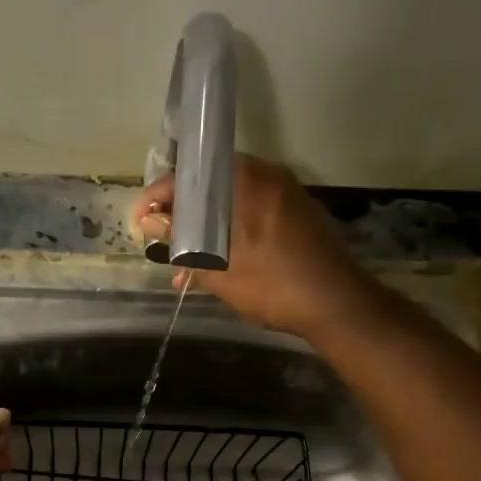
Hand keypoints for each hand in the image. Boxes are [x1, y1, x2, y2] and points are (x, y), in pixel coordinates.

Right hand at [134, 154, 379, 338]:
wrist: (339, 305)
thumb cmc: (274, 283)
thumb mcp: (218, 267)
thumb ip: (181, 240)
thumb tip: (149, 221)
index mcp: (247, 180)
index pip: (190, 175)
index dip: (159, 197)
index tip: (141, 221)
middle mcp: (268, 177)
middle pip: (211, 189)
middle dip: (182, 218)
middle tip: (162, 243)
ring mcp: (286, 196)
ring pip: (231, 207)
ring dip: (205, 232)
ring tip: (184, 267)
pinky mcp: (298, 217)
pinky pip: (252, 217)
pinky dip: (230, 236)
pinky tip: (216, 268)